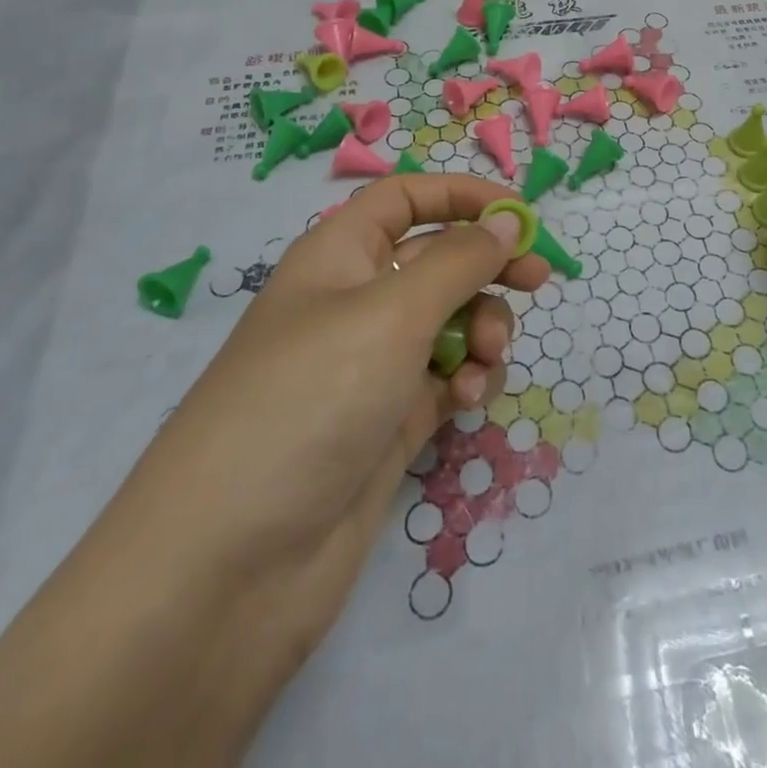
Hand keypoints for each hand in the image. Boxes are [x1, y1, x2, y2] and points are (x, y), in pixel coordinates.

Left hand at [102, 174, 546, 672]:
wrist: (229, 571)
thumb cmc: (311, 401)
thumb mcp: (392, 313)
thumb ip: (460, 261)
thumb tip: (507, 224)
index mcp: (338, 257)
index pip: (405, 198)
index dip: (462, 196)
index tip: (520, 217)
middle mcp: (354, 304)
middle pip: (436, 259)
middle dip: (487, 266)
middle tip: (537, 282)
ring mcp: (370, 368)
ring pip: (449, 321)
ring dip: (482, 329)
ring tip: (486, 360)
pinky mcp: (387, 424)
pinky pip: (445, 379)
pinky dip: (466, 380)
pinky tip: (469, 400)